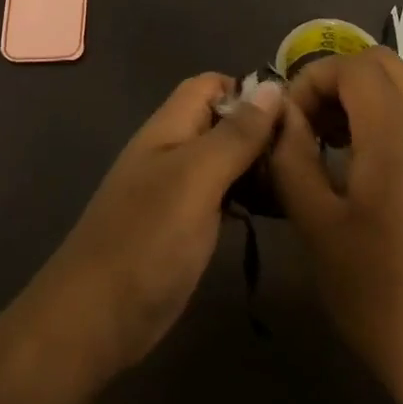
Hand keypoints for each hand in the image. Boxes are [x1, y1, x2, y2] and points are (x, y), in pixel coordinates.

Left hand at [19, 73, 283, 382]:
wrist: (96, 318)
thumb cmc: (147, 239)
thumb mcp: (196, 179)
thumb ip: (234, 135)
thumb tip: (272, 86)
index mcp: (170, 127)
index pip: (212, 85)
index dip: (250, 91)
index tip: (293, 116)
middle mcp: (173, 150)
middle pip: (222, 122)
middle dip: (261, 131)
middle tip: (306, 157)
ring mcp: (177, 190)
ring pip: (226, 160)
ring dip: (258, 166)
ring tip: (301, 183)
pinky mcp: (184, 226)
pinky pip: (223, 195)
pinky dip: (248, 197)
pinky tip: (276, 212)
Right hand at [272, 48, 402, 403]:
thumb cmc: (378, 292)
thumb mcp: (315, 224)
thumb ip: (291, 157)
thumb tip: (282, 115)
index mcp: (396, 135)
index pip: (353, 66)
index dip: (312, 79)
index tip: (289, 121)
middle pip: (384, 63)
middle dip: (339, 79)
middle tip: (310, 122)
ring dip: (366, 93)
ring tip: (334, 138)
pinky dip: (390, 112)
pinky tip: (366, 161)